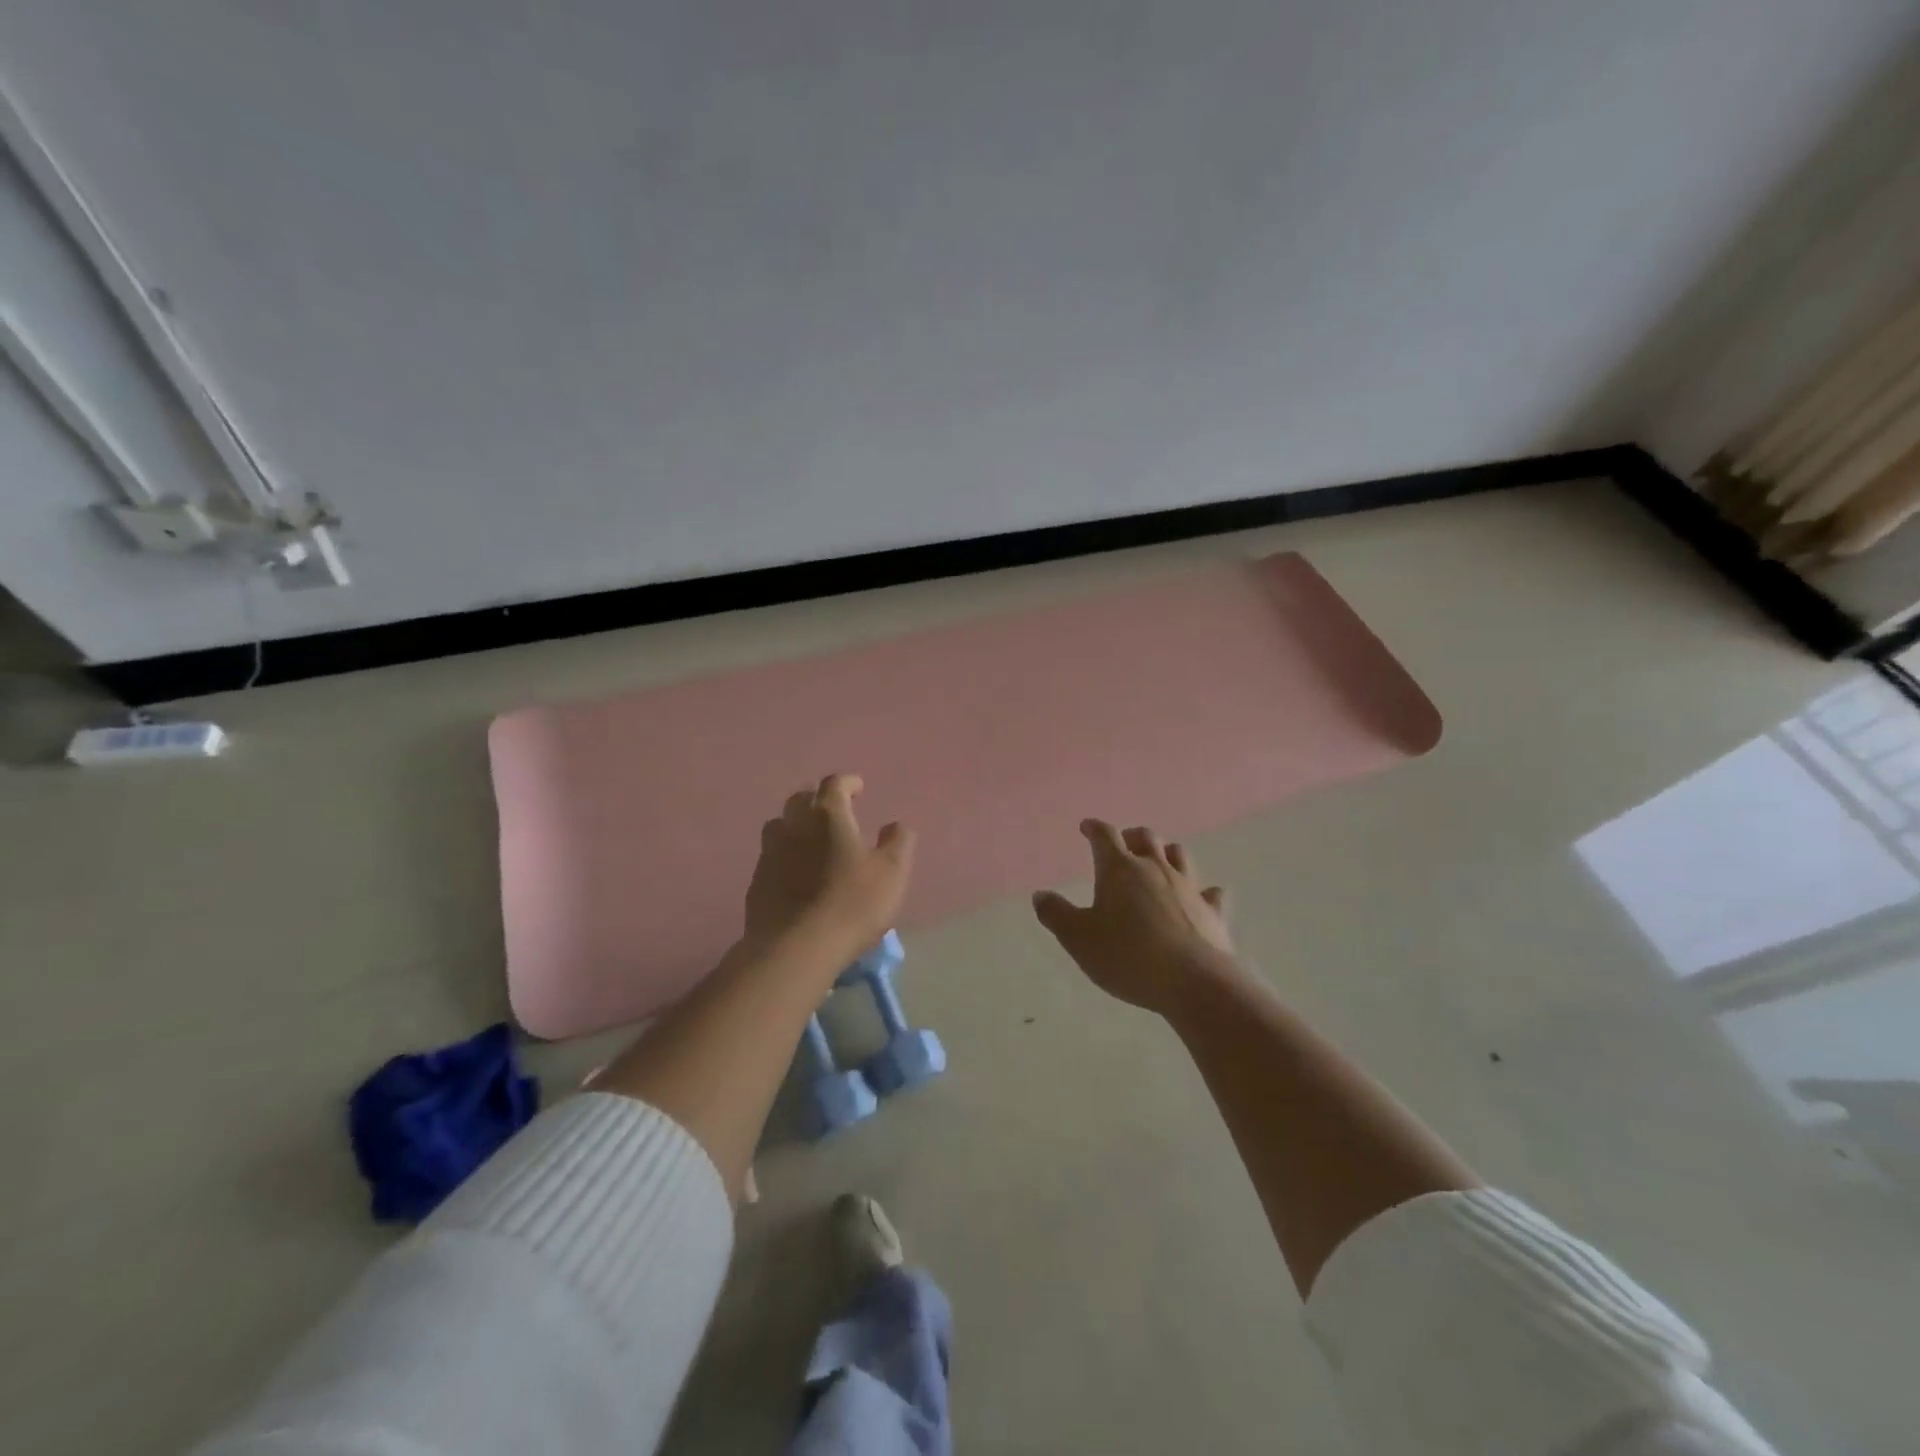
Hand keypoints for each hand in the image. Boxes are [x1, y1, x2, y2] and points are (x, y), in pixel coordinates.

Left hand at [743, 773, 915, 958]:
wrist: (795, 948)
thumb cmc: (851, 904)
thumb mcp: (891, 873)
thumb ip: (898, 842)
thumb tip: (895, 825)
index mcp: (828, 816)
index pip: (834, 784)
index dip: (847, 783)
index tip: (858, 788)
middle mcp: (795, 825)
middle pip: (801, 798)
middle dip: (818, 798)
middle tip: (834, 810)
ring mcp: (770, 853)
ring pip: (780, 825)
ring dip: (796, 824)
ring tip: (811, 838)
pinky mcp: (757, 881)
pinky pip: (771, 856)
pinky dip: (784, 854)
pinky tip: (795, 872)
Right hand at [1033, 819, 1236, 1015]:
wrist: (1194, 982)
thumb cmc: (1128, 956)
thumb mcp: (1078, 939)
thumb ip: (1056, 914)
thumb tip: (1040, 895)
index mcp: (1120, 870)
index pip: (1105, 836)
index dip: (1094, 829)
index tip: (1087, 827)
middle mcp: (1155, 868)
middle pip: (1145, 837)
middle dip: (1131, 836)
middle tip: (1122, 843)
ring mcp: (1188, 887)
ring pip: (1178, 855)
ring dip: (1165, 853)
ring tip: (1157, 860)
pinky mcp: (1212, 911)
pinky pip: (1210, 892)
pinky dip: (1203, 891)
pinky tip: (1202, 895)